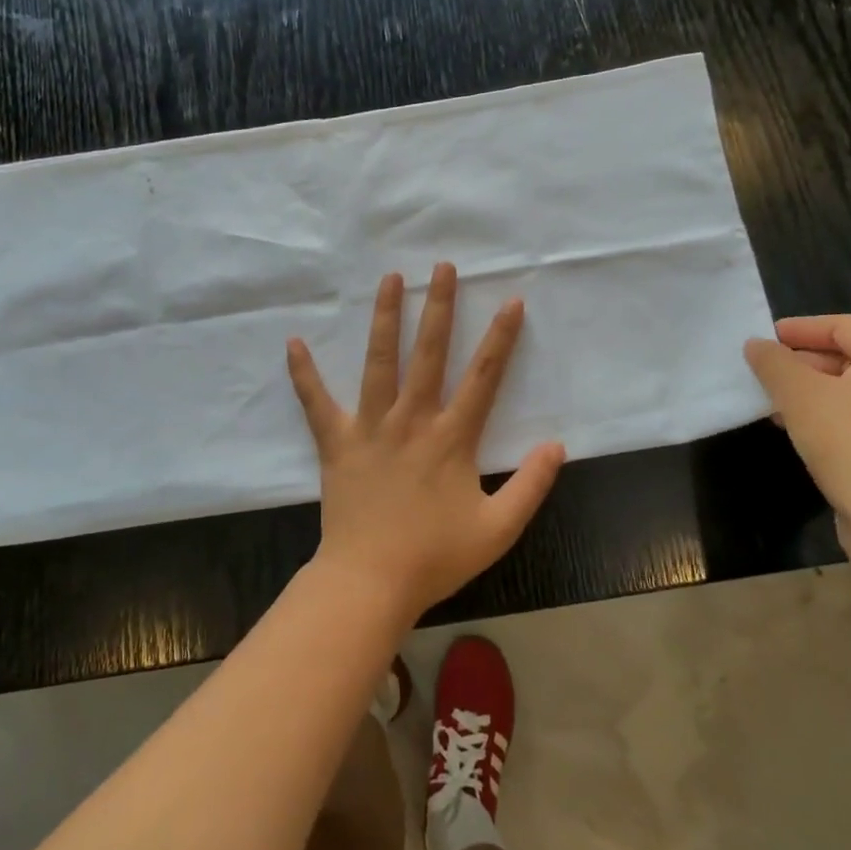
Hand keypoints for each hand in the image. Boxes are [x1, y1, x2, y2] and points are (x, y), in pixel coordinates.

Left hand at [287, 263, 565, 623]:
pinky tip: (293, 342)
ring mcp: (370, 427)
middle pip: (429, 353)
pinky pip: (317, 402)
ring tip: (390, 279)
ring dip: (385, 318)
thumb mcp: (498, 529)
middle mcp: (412, 420)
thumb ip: (531, 486)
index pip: (484, 377)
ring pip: (379, 362)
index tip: (511, 301)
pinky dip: (304, 373)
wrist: (370, 582)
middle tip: (443, 267)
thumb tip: (557, 445)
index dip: (501, 338)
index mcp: (452, 438)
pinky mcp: (336, 442)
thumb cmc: (435, 557)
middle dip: (439, 307)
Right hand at [743, 315, 850, 568]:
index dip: (798, 328)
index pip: (841, 325)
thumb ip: (773, 363)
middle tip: (763, 371)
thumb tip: (757, 345)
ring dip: (812, 390)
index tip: (762, 339)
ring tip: (772, 402)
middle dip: (802, 361)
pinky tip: (798, 430)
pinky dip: (830, 414)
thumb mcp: (799, 396)